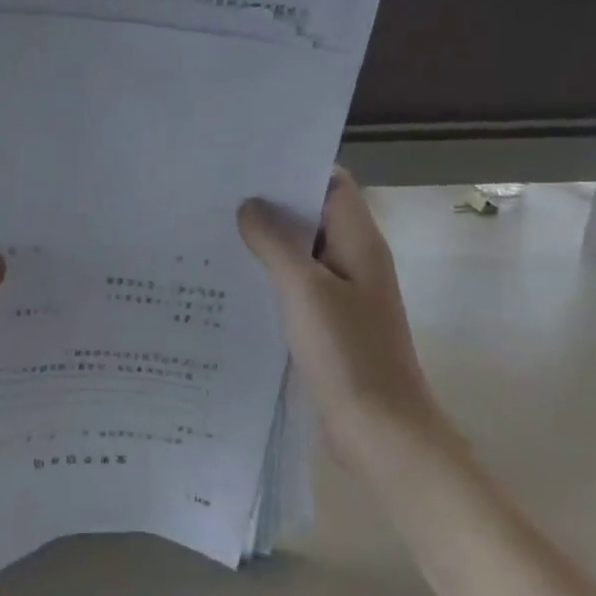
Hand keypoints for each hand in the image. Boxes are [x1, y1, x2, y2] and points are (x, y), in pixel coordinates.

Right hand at [238, 168, 450, 464]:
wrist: (380, 430)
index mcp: (359, 241)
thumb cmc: (348, 352)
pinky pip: (298, 286)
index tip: (248, 165)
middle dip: (272, 205)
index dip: (296, 168)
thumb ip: (275, 243)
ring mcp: (343, 294)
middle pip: (314, 216)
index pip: (332, 184)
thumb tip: (250, 206)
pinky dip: (271, 278)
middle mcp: (355, 260)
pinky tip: (233, 281)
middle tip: (219, 196)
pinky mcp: (330, 324)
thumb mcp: (305, 289)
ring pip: (302, 253)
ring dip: (268, 243)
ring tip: (216, 232)